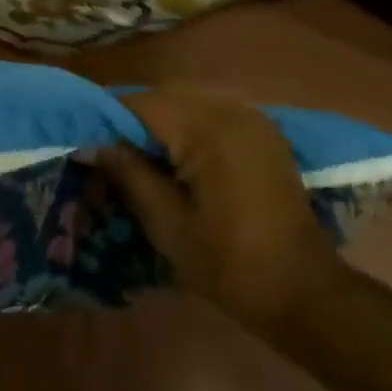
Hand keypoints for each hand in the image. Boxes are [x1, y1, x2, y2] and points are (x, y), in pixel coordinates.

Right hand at [89, 86, 347, 333]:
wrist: (305, 292)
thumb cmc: (230, 264)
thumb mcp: (167, 223)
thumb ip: (128, 174)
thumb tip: (90, 145)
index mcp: (208, 129)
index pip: (141, 104)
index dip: (107, 122)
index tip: (86, 148)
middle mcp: (232, 110)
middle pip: (163, 98)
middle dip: (132, 122)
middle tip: (109, 156)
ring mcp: (253, 118)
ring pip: (187, 102)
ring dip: (159, 124)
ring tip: (139, 159)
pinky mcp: (263, 133)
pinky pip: (212, 113)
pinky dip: (187, 128)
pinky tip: (177, 160)